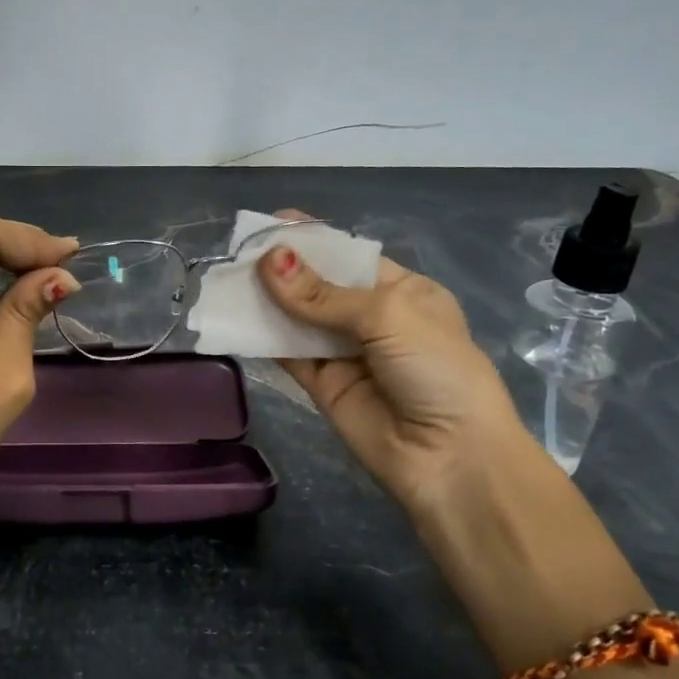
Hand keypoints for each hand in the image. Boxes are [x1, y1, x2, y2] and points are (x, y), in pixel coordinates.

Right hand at [258, 209, 524, 510]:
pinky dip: (262, 337)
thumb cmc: (436, 369)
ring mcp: (345, 353)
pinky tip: (235, 318)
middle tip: (238, 252)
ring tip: (227, 279)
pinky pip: (288, 354)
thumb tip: (269, 260)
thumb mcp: (388, 315)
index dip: (312, 239)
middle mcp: (372, 319)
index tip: (271, 221)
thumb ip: (322, 294)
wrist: (451, 456)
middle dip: (282, 268)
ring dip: (266, 300)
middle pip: (317, 286)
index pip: (348, 256)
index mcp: (403, 292)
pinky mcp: (322, 385)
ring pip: (297, 318)